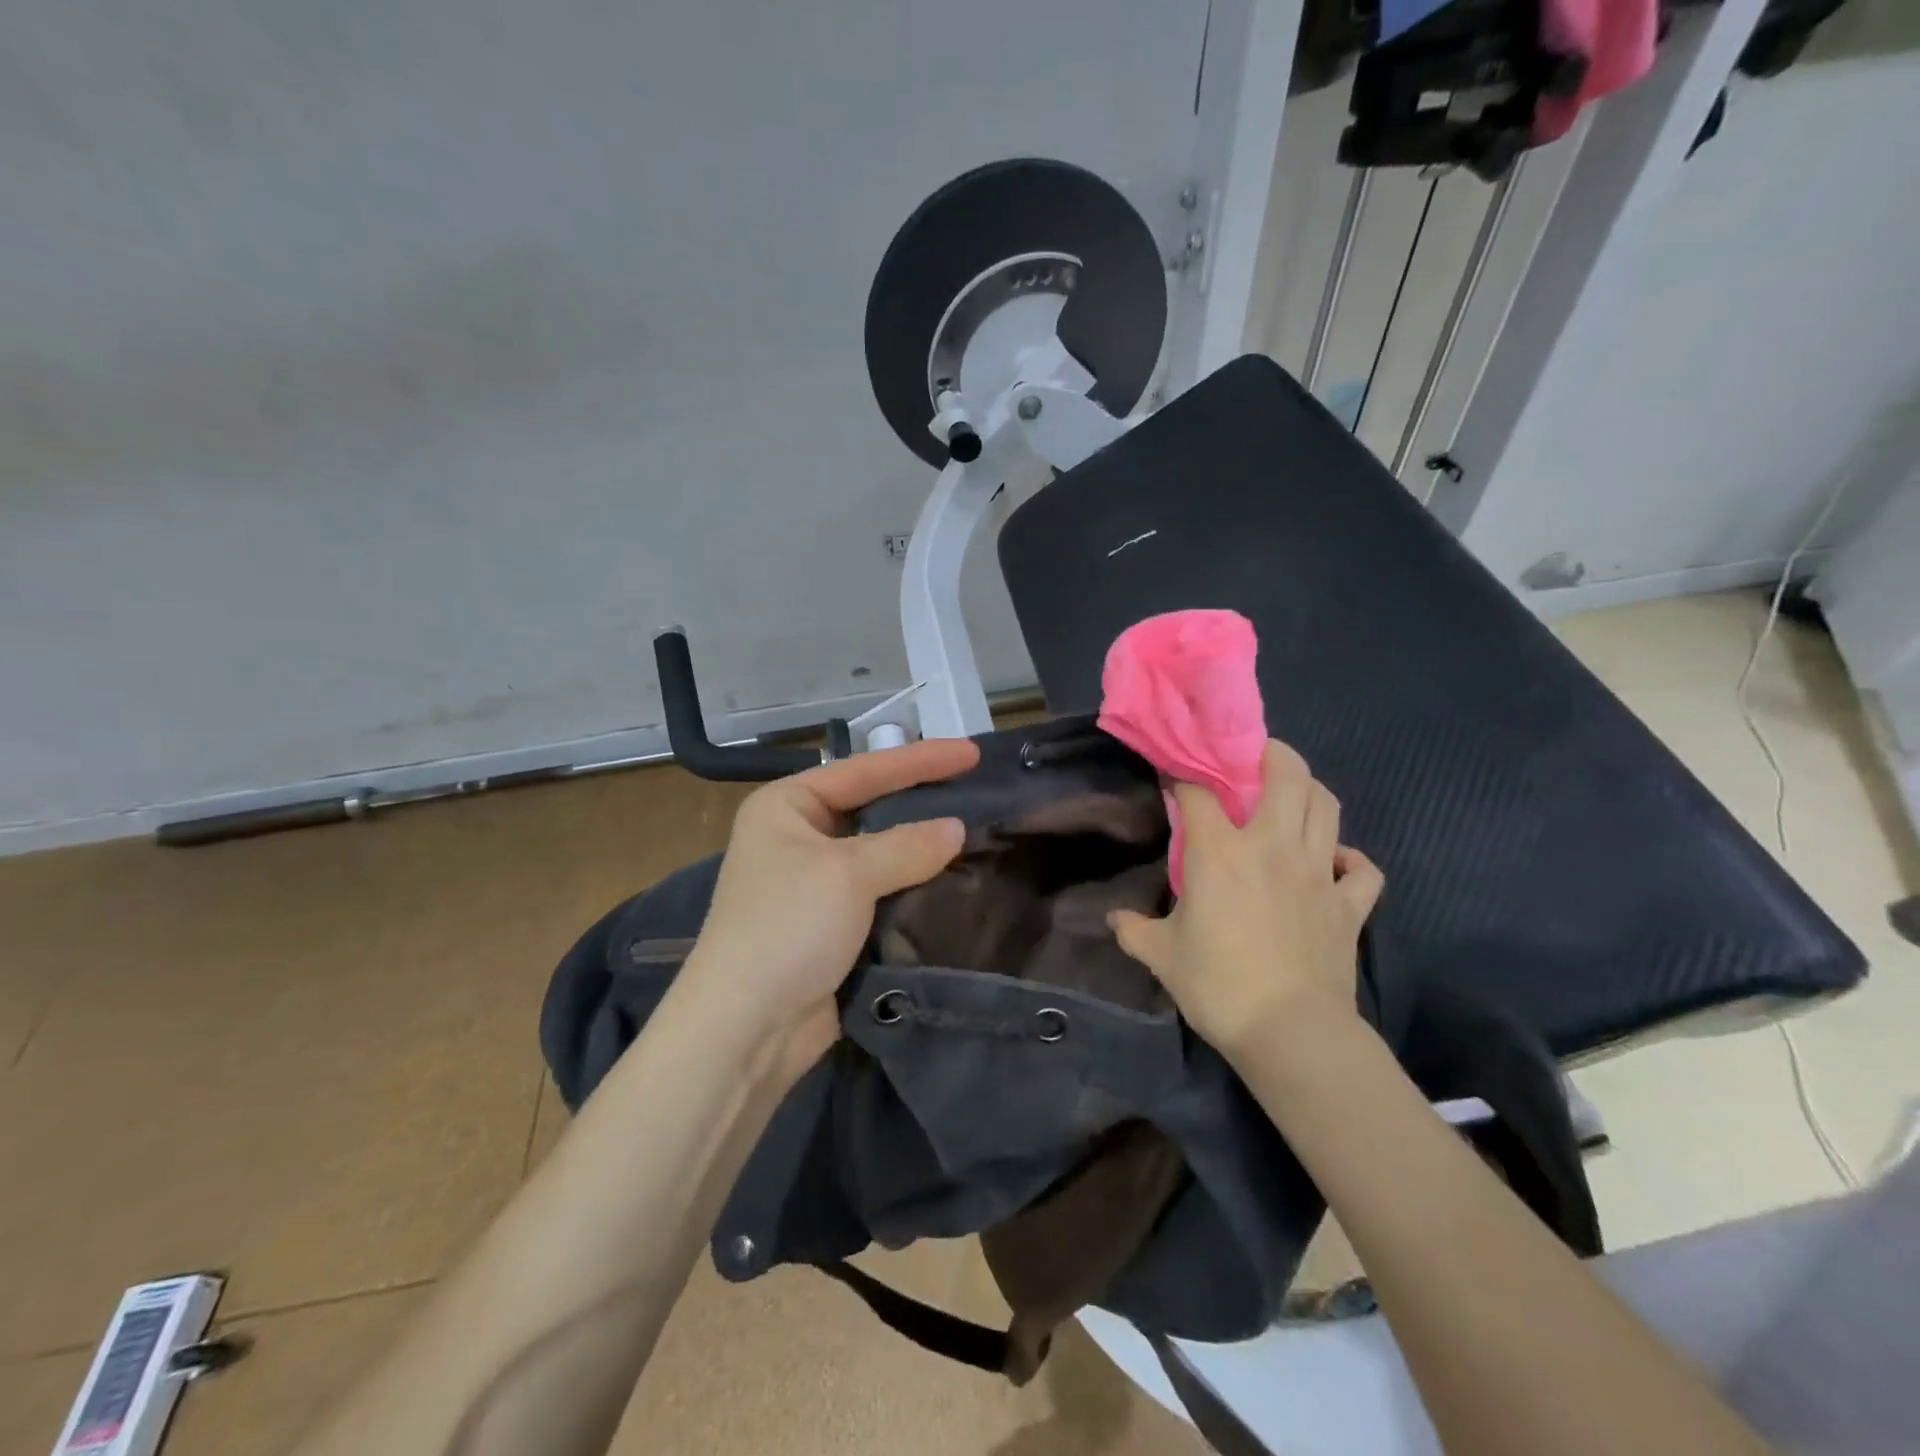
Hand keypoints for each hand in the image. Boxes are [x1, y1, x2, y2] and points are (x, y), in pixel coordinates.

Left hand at [677, 738, 979, 1082]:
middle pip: (872, 808)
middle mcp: (798, 836)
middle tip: (977, 788)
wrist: (747, 1031)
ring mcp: (816, 883)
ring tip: (979, 830)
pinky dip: (915, 886)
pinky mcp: (834, 925)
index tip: (972, 753)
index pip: (864, 770)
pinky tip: (955, 879)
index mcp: (786, 806)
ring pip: (882, 853)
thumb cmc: (787, 928)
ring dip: (923, 848)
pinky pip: (883, 892)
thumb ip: (906, 846)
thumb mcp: (847, 874)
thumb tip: (957, 829)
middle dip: (922, 800)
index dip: (920, 759)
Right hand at [1109, 740, 1383, 1067]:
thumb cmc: (1218, 986)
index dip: (1185, 775)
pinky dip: (1351, 858)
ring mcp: (1319, 872)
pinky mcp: (1350, 904)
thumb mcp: (1161, 956)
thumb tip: (1114, 919)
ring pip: (1327, 806)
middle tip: (1252, 758)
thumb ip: (1134, 930)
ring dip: (1309, 790)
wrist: (1290, 1033)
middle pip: (1286, 774)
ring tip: (1290, 794)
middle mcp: (1273, 847)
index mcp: (1220, 853)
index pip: (1199, 791)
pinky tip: (1333, 862)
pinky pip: (1362, 867)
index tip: (1175, 775)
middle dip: (1269, 753)